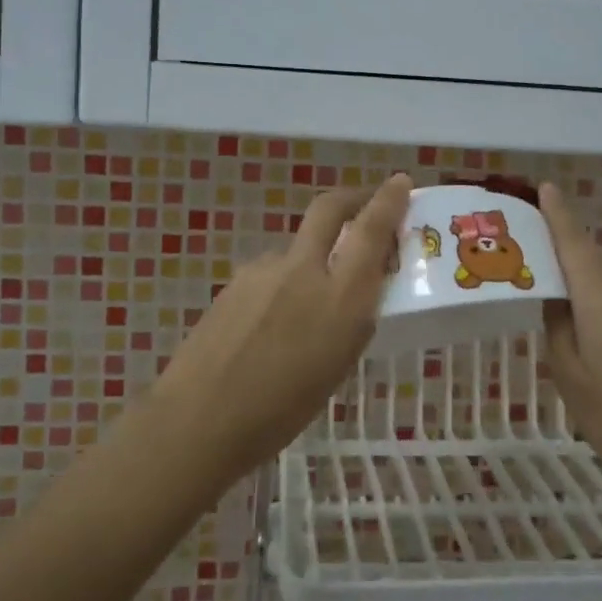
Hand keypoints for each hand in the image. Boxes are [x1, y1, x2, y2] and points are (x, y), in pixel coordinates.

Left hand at [159, 174, 412, 476]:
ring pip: (297, 248)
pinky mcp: (235, 281)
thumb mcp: (338, 367)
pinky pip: (271, 272)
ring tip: (308, 309)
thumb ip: (350, 319)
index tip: (401, 183)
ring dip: (313, 259)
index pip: (370, 230)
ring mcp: (263, 271)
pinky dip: (284, 285)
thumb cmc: (281, 411)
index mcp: (339, 298)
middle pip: (328, 209)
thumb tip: (353, 291)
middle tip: (364, 205)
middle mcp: (303, 270)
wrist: (200, 418)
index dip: (388, 201)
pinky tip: (272, 325)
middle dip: (351, 198)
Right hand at [538, 182, 601, 492]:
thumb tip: (556, 297)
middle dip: (564, 267)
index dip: (558, 213)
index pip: (574, 242)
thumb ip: (556, 326)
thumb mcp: (569, 376)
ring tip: (569, 333)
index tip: (544, 186)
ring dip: (588, 297)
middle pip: (591, 264)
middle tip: (533, 284)